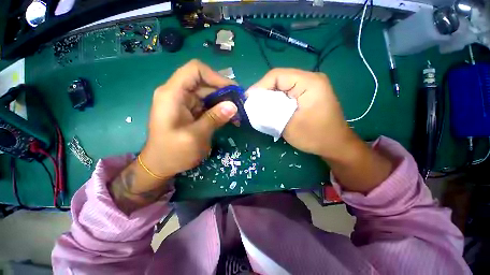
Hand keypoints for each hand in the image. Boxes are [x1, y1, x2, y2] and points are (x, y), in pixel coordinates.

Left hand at [109, 60, 236, 214]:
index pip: (195, 70)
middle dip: (224, 92)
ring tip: (237, 113)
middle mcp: (177, 93)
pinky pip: (207, 104)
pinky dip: (219, 109)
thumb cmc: (173, 153)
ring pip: (208, 93)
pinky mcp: (190, 110)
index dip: (215, 77)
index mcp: (172, 94)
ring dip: (224, 102)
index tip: (232, 91)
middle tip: (240, 104)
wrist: (160, 165)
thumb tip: (233, 106)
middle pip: (204, 82)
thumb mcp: (195, 137)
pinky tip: (229, 118)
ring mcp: (184, 102)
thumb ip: (214, 119)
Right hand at [250, 68, 392, 193]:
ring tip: (260, 109)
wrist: (335, 145)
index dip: (259, 86)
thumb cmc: (314, 136)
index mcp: (309, 82)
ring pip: (282, 87)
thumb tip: (252, 106)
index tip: (248, 99)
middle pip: (279, 80)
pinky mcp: (308, 95)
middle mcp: (310, 79)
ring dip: (270, 98)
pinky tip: (272, 110)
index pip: (277, 75)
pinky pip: (288, 93)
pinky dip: (277, 101)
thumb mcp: (287, 125)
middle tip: (253, 106)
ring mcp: (310, 86)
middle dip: (264, 93)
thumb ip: (268, 113)